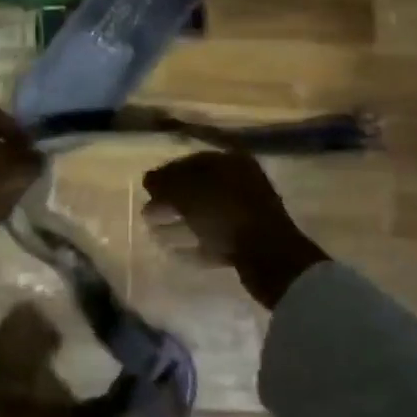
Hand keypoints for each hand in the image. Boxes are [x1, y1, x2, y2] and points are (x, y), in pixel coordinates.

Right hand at [142, 151, 327, 307]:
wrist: (269, 256)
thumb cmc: (225, 214)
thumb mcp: (187, 192)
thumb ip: (165, 182)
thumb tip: (150, 178)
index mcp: (232, 162)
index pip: (193, 160)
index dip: (167, 172)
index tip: (148, 187)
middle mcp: (244, 181)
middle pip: (200, 186)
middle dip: (172, 198)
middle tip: (150, 210)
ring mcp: (249, 212)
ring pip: (208, 211)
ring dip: (182, 219)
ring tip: (157, 229)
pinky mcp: (251, 239)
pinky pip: (218, 235)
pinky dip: (197, 240)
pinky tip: (178, 250)